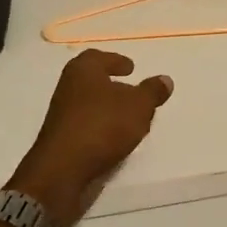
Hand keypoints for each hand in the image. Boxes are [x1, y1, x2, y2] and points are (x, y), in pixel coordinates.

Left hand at [8, 50, 174, 226]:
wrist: (63, 169)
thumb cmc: (102, 125)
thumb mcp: (138, 106)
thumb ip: (152, 92)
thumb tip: (165, 80)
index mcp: (83, 70)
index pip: (98, 57)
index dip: (116, 61)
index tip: (131, 68)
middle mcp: (68, 87)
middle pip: (92, 81)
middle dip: (113, 85)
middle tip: (132, 92)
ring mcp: (61, 115)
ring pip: (89, 104)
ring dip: (108, 109)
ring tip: (130, 119)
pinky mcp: (61, 139)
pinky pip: (86, 126)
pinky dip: (101, 127)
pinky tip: (115, 139)